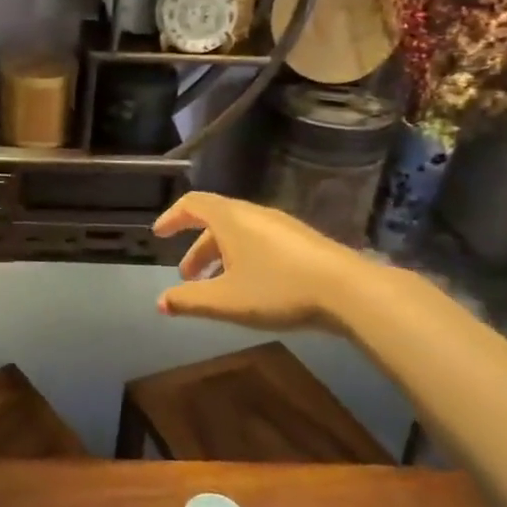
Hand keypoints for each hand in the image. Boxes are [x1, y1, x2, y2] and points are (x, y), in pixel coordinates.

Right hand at [152, 192, 358, 331]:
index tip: (159, 235)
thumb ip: (189, 301)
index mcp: (230, 218)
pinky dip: (242, 256)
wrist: (348, 290)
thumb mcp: (226, 300)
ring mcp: (281, 225)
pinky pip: (259, 240)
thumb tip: (160, 302)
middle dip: (196, 248)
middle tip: (186, 278)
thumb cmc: (277, 289)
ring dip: (220, 255)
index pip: (192, 204)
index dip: (172, 218)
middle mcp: (253, 213)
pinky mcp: (301, 240)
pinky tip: (251, 286)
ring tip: (217, 286)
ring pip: (239, 232)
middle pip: (215, 221)